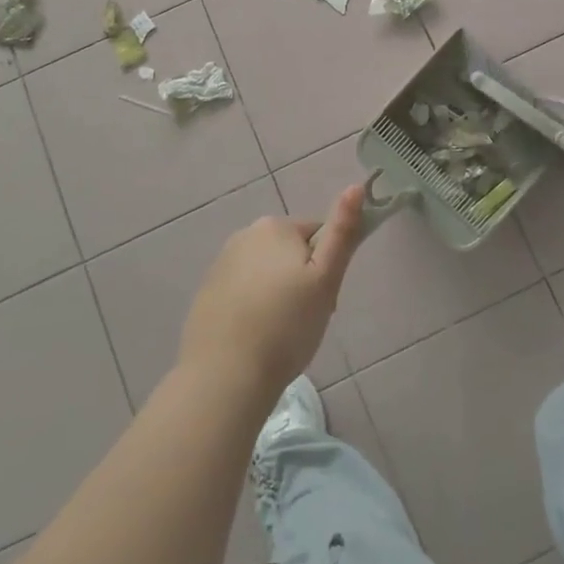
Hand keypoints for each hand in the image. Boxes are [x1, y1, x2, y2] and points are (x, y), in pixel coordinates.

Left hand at [178, 184, 364, 404]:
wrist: (224, 377)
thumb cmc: (285, 326)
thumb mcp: (326, 279)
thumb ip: (342, 232)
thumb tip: (357, 186)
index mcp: (275, 227)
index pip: (317, 235)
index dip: (327, 268)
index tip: (325, 301)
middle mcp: (244, 235)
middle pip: (289, 253)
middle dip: (302, 281)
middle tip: (306, 320)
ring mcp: (220, 265)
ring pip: (266, 274)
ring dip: (278, 295)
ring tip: (281, 335)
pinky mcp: (206, 294)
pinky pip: (242, 293)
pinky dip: (253, 309)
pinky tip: (255, 339)